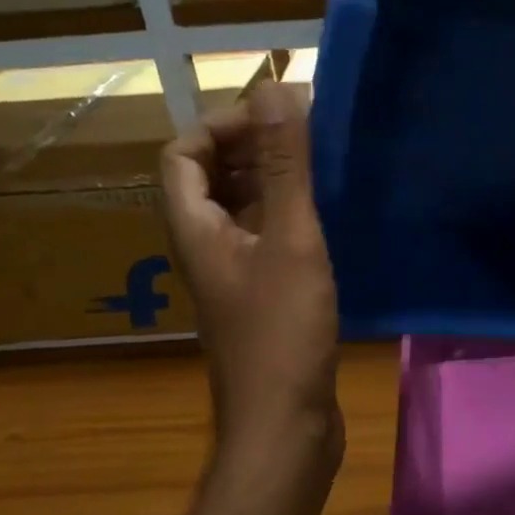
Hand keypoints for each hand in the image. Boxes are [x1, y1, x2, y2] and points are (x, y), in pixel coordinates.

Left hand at [161, 82, 342, 463]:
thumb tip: (273, 87)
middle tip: (308, 137)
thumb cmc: (282, 334)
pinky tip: (331, 218)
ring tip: (323, 169)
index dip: (221, 125)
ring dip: (274, 182)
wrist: (284, 427)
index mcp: (195, 228)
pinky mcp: (263, 299)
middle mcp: (205, 247)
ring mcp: (234, 276)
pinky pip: (268, 240)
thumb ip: (283, 166)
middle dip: (252, 148)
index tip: (275, 117)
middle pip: (211, 178)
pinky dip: (291, 218)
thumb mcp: (289, 240)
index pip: (183, 154)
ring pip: (243, 210)